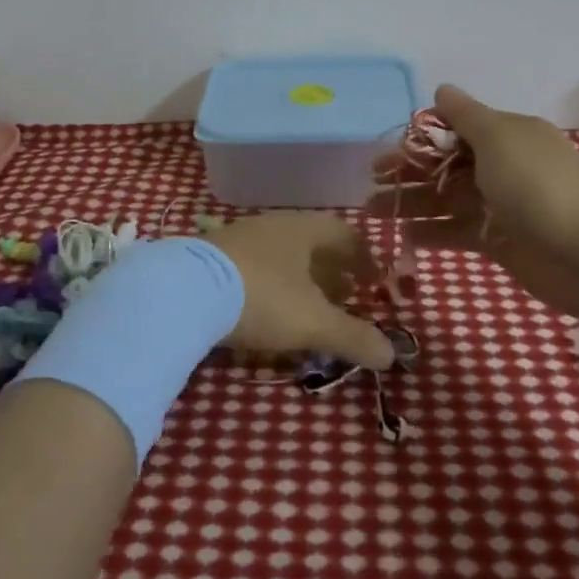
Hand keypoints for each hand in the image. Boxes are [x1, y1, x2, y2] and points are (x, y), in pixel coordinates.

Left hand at [203, 214, 395, 369]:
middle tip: (347, 298)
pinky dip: (273, 286)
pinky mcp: (215, 255)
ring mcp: (242, 237)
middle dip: (333, 271)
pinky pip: (257, 266)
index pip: (345, 234)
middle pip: (314, 244)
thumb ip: (353, 336)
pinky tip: (267, 311)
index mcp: (304, 229)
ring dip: (302, 279)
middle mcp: (275, 224)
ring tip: (310, 309)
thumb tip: (392, 354)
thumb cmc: (262, 296)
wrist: (186, 290)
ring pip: (284, 255)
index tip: (375, 282)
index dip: (365, 258)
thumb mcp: (313, 321)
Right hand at [375, 84, 578, 318]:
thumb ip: (465, 115)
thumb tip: (441, 89)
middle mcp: (502, 166)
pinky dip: (433, 232)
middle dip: (408, 171)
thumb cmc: (539, 185)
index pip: (454, 130)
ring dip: (412, 202)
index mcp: (505, 135)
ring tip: (373, 210)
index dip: (419, 139)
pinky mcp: (501, 241)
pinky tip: (404, 235)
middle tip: (371, 181)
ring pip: (447, 198)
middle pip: (445, 164)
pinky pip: (459, 231)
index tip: (387, 150)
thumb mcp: (498, 137)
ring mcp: (501, 205)